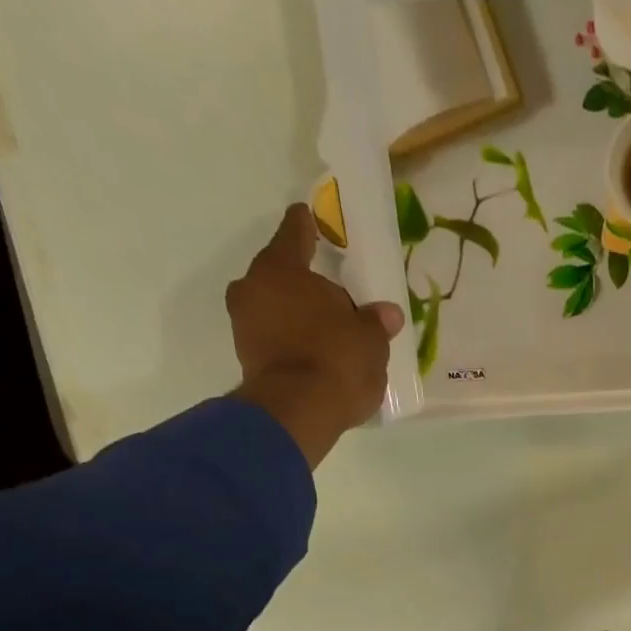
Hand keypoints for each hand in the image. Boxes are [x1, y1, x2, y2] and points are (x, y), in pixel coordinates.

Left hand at [227, 203, 404, 469]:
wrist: (298, 412)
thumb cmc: (336, 361)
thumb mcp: (370, 341)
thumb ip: (375, 322)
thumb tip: (387, 313)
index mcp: (282, 267)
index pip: (295, 232)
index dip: (308, 225)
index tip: (311, 217)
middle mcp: (254, 286)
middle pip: (283, 275)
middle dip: (305, 284)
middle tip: (334, 299)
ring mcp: (244, 323)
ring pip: (275, 308)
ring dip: (296, 317)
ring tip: (326, 334)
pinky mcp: (246, 358)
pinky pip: (273, 339)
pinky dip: (290, 343)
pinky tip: (313, 357)